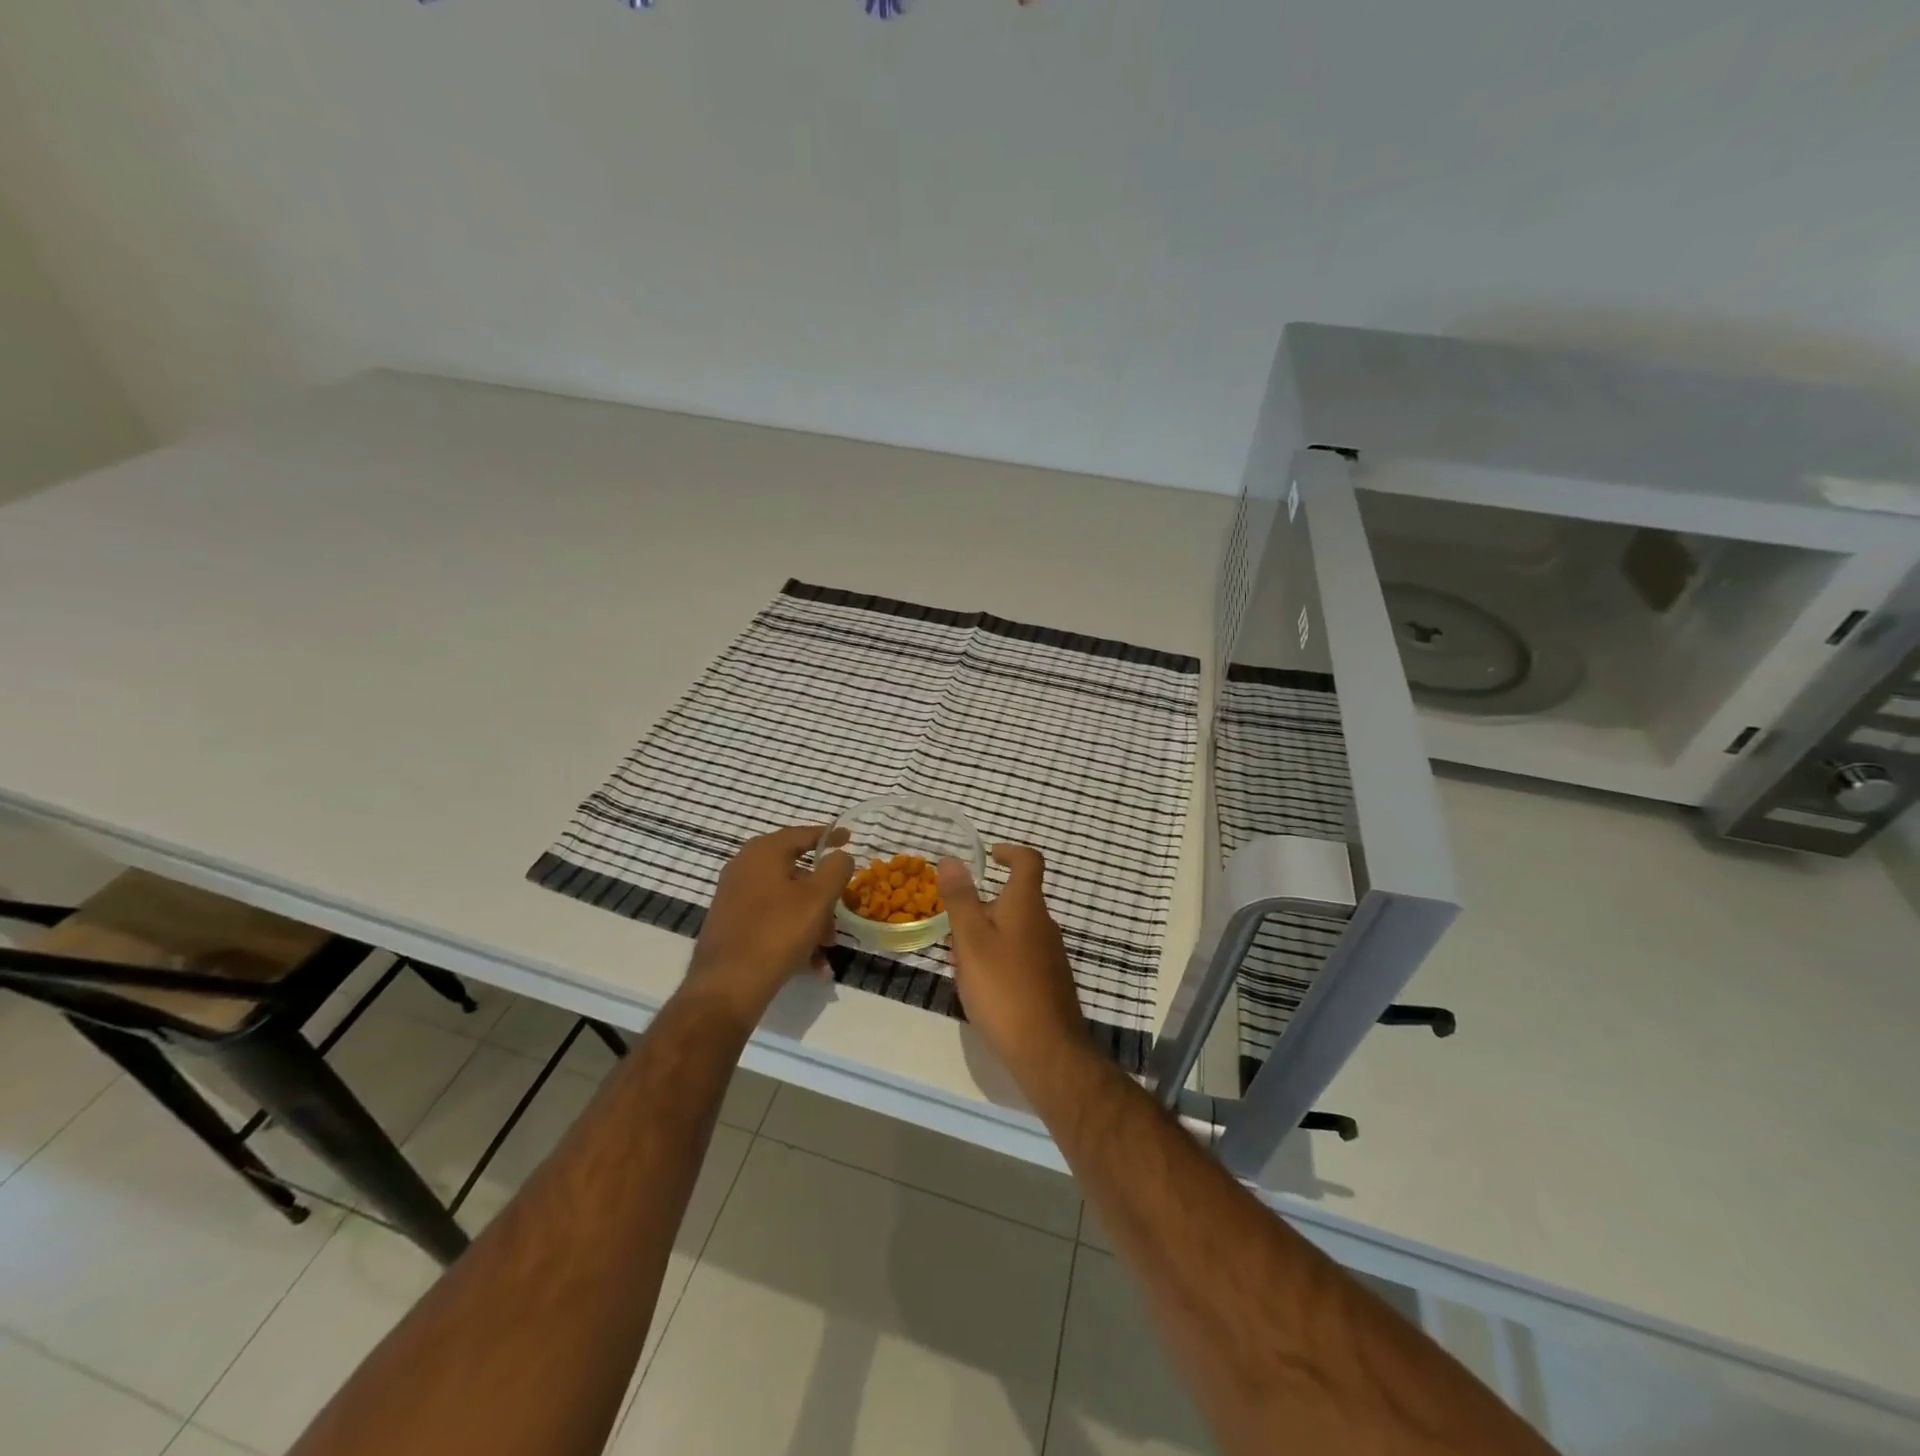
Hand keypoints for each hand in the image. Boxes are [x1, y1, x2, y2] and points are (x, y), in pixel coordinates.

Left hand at [685, 826, 853, 1025]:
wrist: (727, 985)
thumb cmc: (778, 932)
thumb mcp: (818, 898)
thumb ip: (836, 869)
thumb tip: (840, 856)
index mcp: (763, 852)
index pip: (803, 834)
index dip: (830, 836)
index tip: (850, 838)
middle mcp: (744, 867)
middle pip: (796, 871)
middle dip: (824, 894)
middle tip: (842, 912)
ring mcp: (734, 897)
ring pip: (785, 899)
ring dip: (811, 919)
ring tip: (827, 948)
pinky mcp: (730, 924)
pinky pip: (771, 920)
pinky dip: (793, 933)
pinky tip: (810, 963)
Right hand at [938, 845, 1087, 1081]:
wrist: (1048, 1051)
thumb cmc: (1003, 989)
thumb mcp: (971, 941)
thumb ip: (960, 899)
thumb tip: (952, 858)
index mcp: (1027, 906)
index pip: (1028, 861)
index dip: (1009, 852)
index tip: (989, 856)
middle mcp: (1044, 924)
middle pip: (1014, 900)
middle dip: (982, 908)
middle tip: (953, 931)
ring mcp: (1050, 955)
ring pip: (1014, 931)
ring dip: (986, 937)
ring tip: (961, 965)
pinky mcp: (1050, 982)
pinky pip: (1020, 956)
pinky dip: (999, 959)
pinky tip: (982, 989)